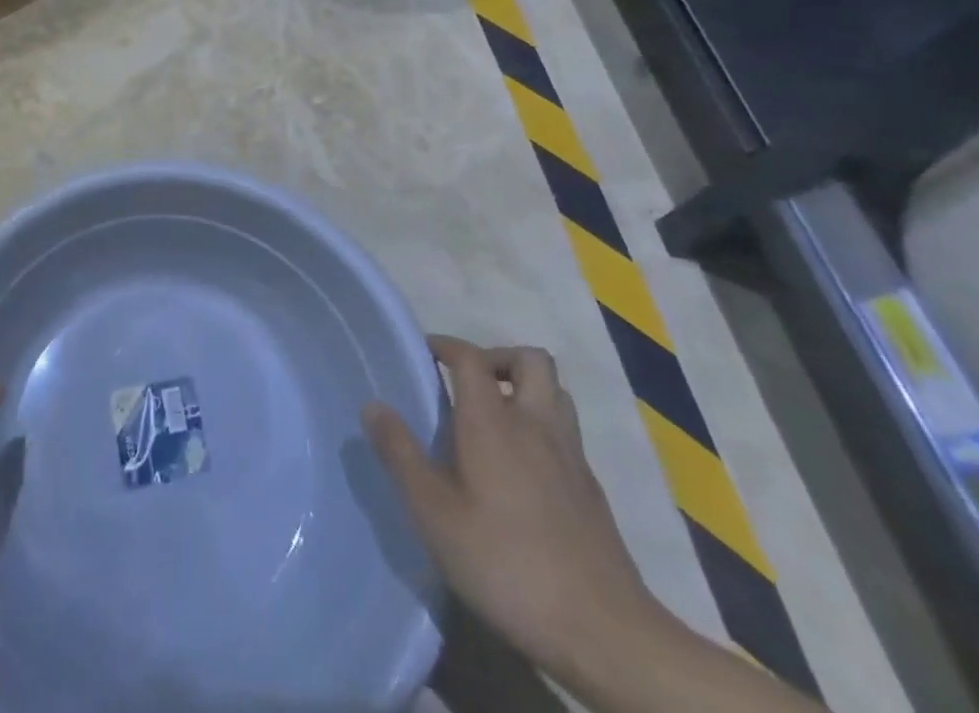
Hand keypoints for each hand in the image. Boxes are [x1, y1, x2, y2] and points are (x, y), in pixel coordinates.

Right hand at [362, 336, 661, 683]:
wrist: (605, 633)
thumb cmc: (506, 564)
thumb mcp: (434, 514)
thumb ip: (401, 454)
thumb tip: (373, 405)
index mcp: (494, 421)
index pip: (471, 357)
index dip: (445, 345)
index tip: (423, 353)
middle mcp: (536, 424)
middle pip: (529, 359)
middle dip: (497, 358)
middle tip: (468, 384)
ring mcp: (571, 456)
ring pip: (555, 393)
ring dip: (525, 389)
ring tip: (495, 419)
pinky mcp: (592, 491)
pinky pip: (566, 434)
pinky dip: (543, 429)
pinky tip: (522, 470)